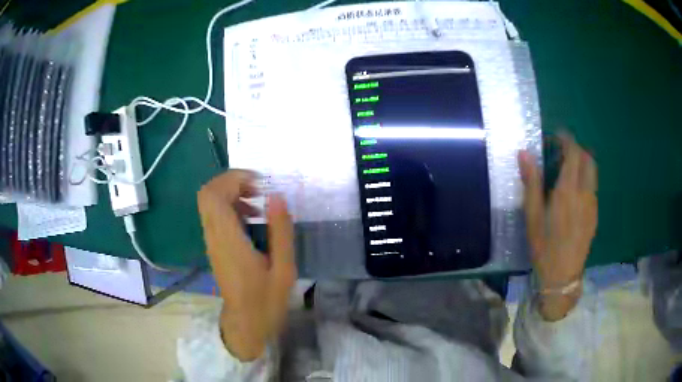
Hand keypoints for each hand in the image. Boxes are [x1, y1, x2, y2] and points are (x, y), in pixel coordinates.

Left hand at [197, 170, 295, 360]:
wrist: (246, 323)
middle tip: (259, 189)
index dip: (233, 179)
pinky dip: (231, 207)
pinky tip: (253, 219)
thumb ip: (280, 231)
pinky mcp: (214, 246)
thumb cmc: (266, 300)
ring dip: (232, 193)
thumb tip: (276, 196)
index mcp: (228, 240)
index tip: (260, 183)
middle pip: (207, 193)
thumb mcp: (283, 268)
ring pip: (210, 203)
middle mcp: (213, 236)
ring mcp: (211, 241)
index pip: (214, 194)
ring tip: (259, 204)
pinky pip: (215, 215)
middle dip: (232, 182)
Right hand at [518, 133, 597, 320]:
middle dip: (576, 148)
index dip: (566, 139)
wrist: (563, 276)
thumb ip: (531, 182)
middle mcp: (584, 193)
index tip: (555, 136)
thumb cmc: (544, 247)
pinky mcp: (595, 214)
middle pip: (587, 158)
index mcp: (567, 191)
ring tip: (567, 171)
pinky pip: (592, 187)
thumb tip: (524, 153)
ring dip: (581, 163)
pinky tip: (573, 193)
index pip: (573, 152)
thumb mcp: (532, 216)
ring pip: (592, 172)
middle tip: (561, 152)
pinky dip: (584, 179)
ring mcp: (592, 204)